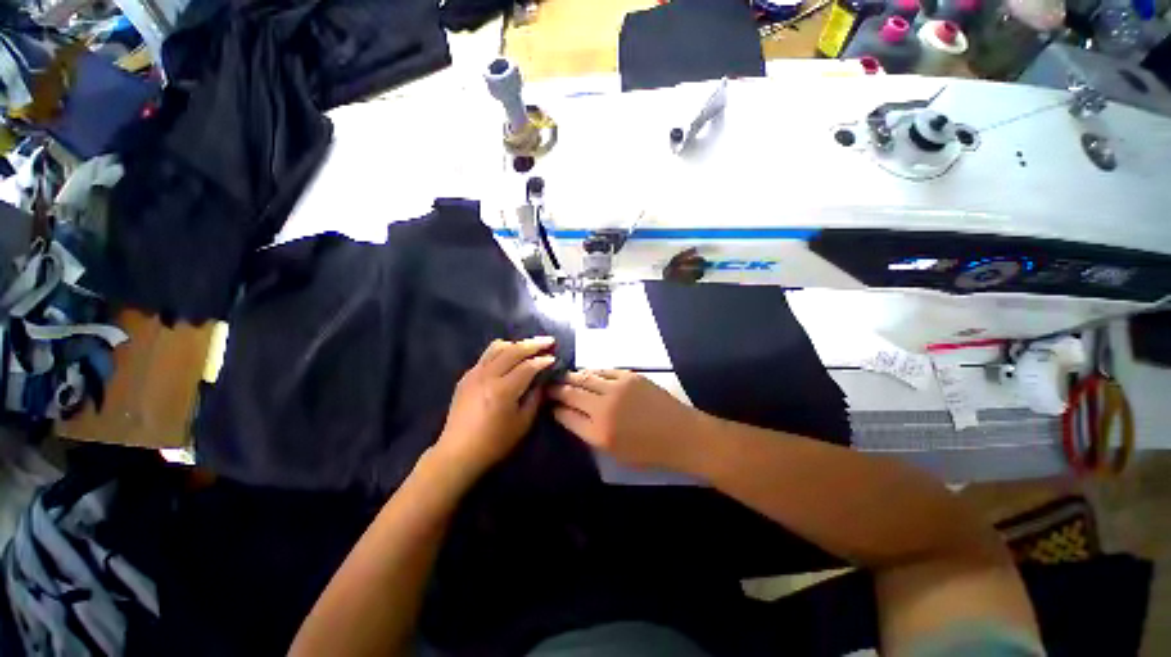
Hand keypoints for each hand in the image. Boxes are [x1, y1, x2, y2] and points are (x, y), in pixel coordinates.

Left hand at [435, 337, 556, 477]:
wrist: (458, 452)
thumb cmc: (494, 442)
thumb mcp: (522, 423)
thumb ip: (535, 398)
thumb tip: (543, 380)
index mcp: (502, 390)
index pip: (527, 366)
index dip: (543, 360)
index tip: (554, 358)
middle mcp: (487, 375)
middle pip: (513, 350)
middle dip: (533, 344)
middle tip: (549, 341)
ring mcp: (474, 373)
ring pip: (497, 347)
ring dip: (516, 344)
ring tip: (529, 347)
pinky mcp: (466, 376)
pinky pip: (486, 355)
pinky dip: (502, 351)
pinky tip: (509, 358)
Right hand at [549, 370, 708, 470]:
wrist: (681, 434)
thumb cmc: (649, 451)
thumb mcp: (614, 452)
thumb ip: (589, 433)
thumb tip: (570, 415)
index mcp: (598, 432)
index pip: (566, 416)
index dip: (555, 408)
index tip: (549, 404)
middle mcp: (603, 407)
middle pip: (571, 393)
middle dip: (557, 389)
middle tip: (549, 386)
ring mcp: (616, 388)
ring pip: (585, 377)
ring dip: (571, 377)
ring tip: (563, 376)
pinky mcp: (629, 376)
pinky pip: (603, 370)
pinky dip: (592, 371)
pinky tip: (587, 372)